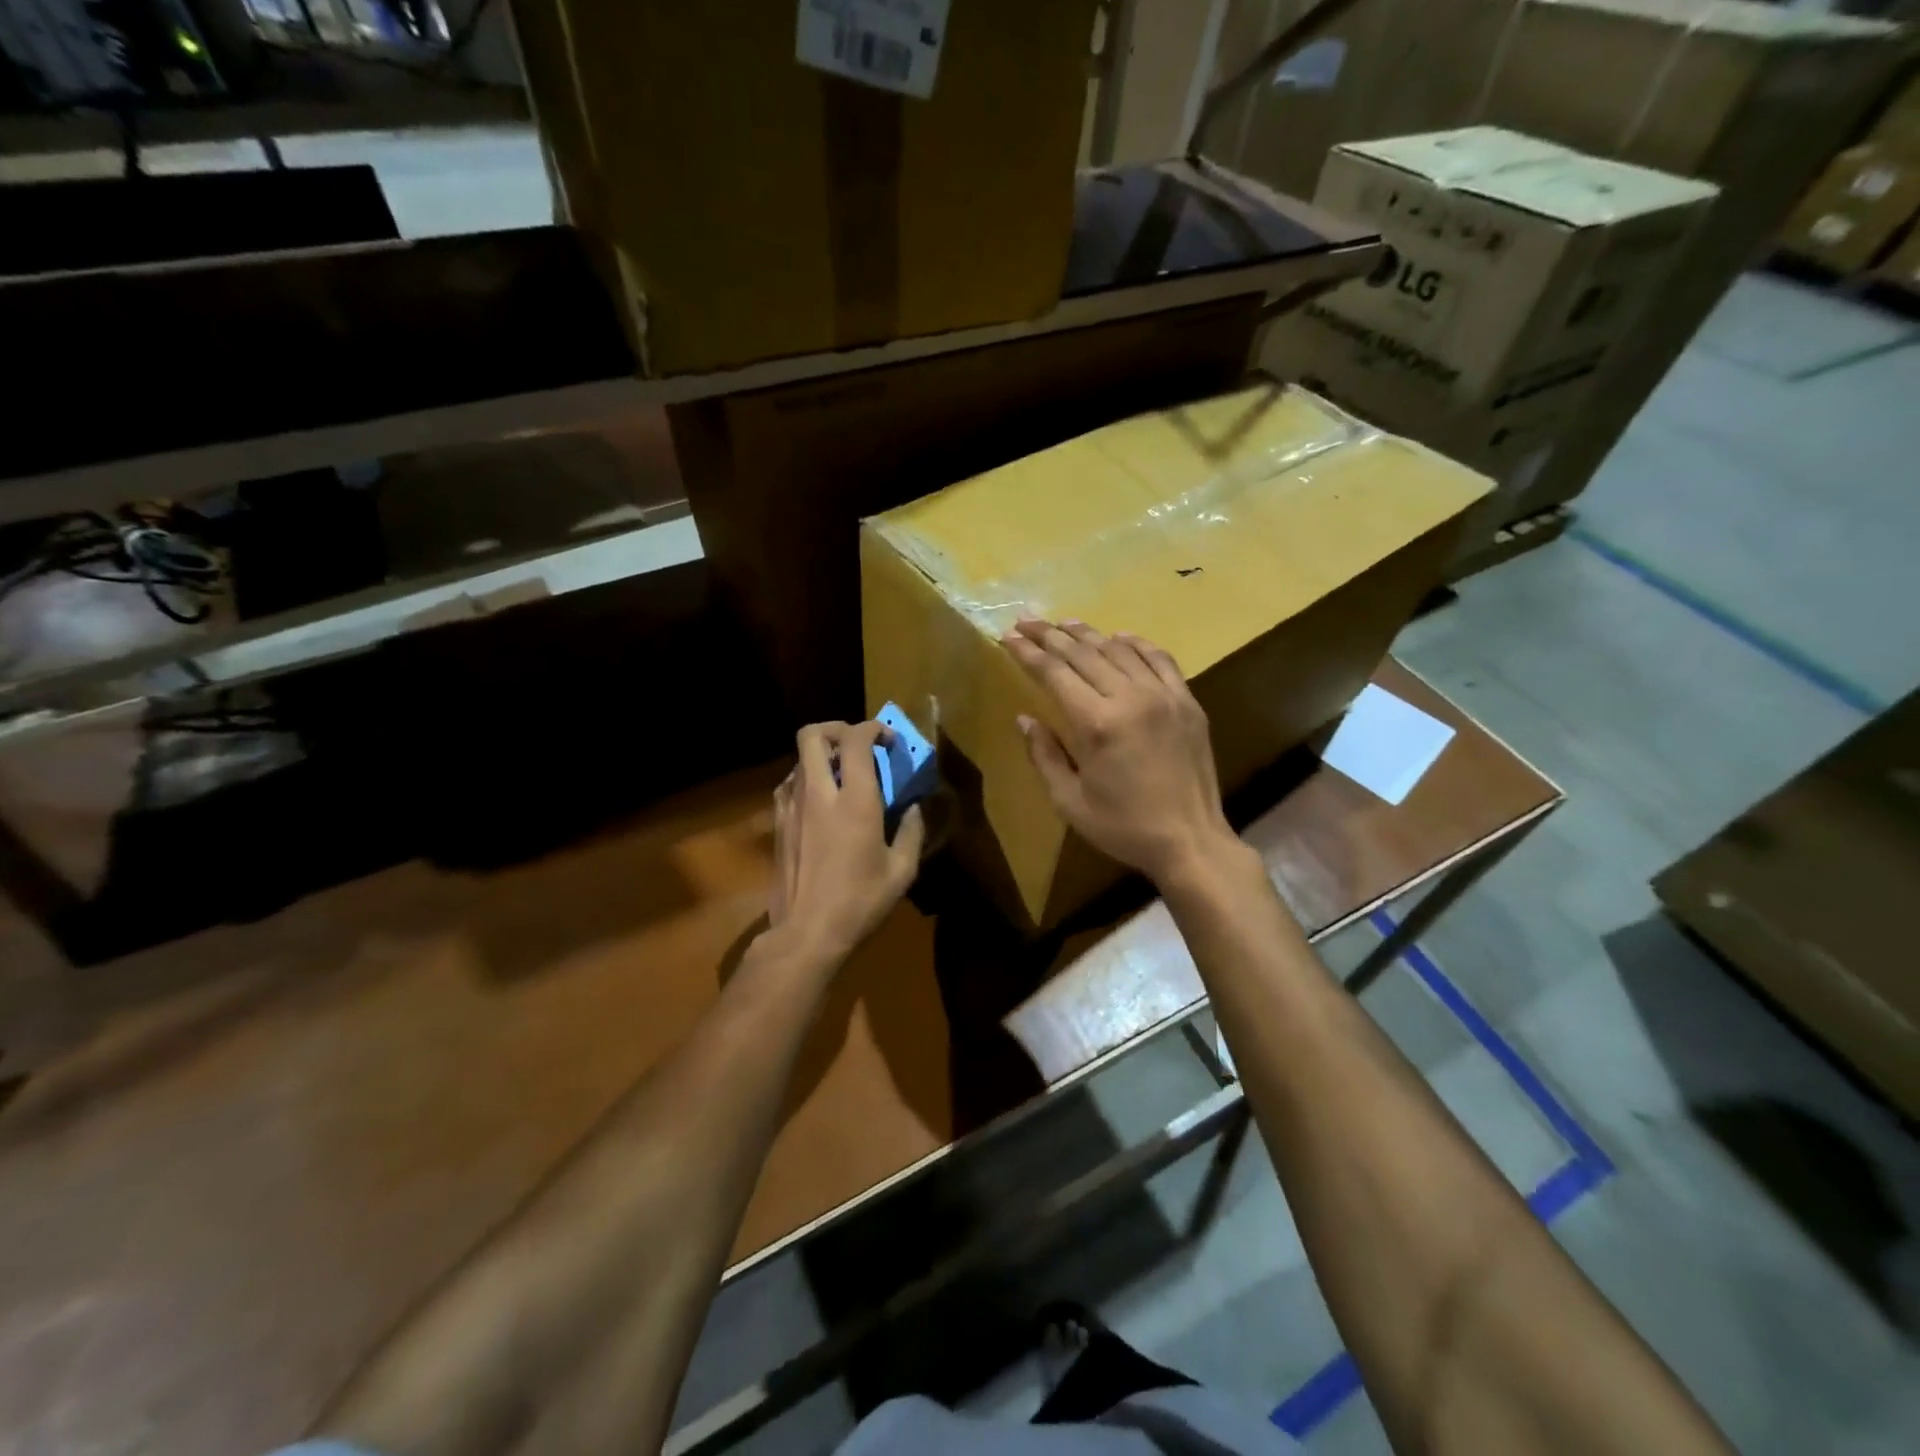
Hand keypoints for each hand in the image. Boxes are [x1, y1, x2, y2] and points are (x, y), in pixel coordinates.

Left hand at [768, 720, 925, 962]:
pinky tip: (819, 801)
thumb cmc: (860, 904)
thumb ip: (912, 832)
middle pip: (813, 735)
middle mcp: (819, 794)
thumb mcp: (901, 872)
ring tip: (841, 773)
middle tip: (857, 743)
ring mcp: (792, 807)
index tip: (888, 741)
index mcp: (855, 801)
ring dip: (821, 755)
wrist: (806, 934)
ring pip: (798, 758)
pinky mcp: (778, 824)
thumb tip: (915, 809)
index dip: (873, 729)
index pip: (855, 740)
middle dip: (837, 728)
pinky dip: (804, 779)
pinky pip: (787, 785)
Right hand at [1002, 617, 1238, 887]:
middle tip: (1026, 620)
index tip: (1007, 636)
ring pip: (1119, 649)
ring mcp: (1164, 695)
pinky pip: (1159, 658)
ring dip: (1088, 634)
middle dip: (1049, 634)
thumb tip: (1025, 718)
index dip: (1027, 652)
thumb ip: (1044, 755)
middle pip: (1083, 652)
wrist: (1191, 841)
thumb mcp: (1070, 802)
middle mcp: (1130, 698)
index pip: (1054, 672)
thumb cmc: (1123, 827)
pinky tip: (1119, 638)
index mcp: (1096, 724)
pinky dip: (1135, 644)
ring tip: (1064, 624)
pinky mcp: (1187, 701)